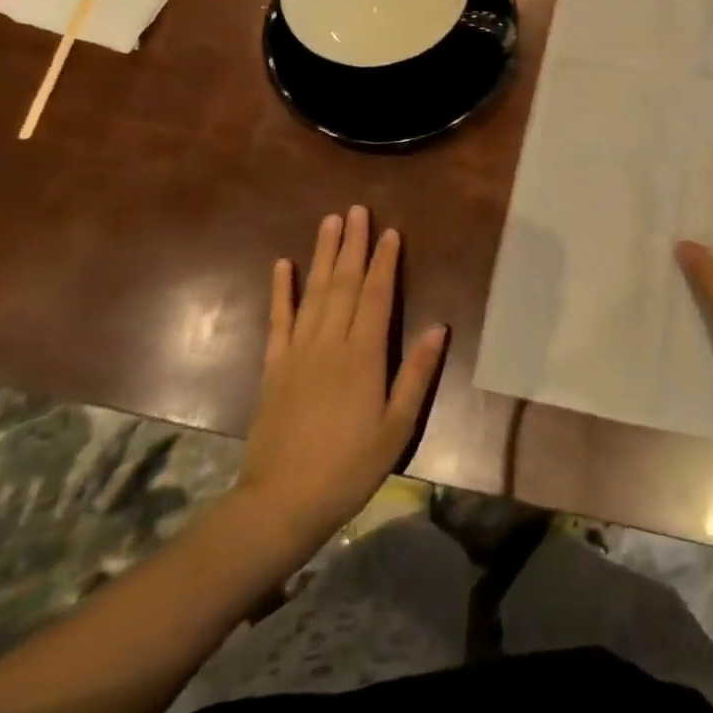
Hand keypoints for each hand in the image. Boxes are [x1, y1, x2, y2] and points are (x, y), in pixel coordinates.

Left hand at [228, 207, 446, 553]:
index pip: (376, 296)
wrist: (282, 502)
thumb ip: (416, 374)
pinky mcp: (274, 367)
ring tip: (329, 222)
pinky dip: (281, 291)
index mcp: (363, 355)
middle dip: (352, 244)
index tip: (390, 231)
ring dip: (322, 255)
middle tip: (356, 210)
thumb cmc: (349, 466)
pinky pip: (278, 320)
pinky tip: (282, 265)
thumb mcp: (396, 427)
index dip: (384, 261)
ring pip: (313, 292)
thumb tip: (438, 328)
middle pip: (343, 283)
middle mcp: (330, 343)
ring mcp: (297, 352)